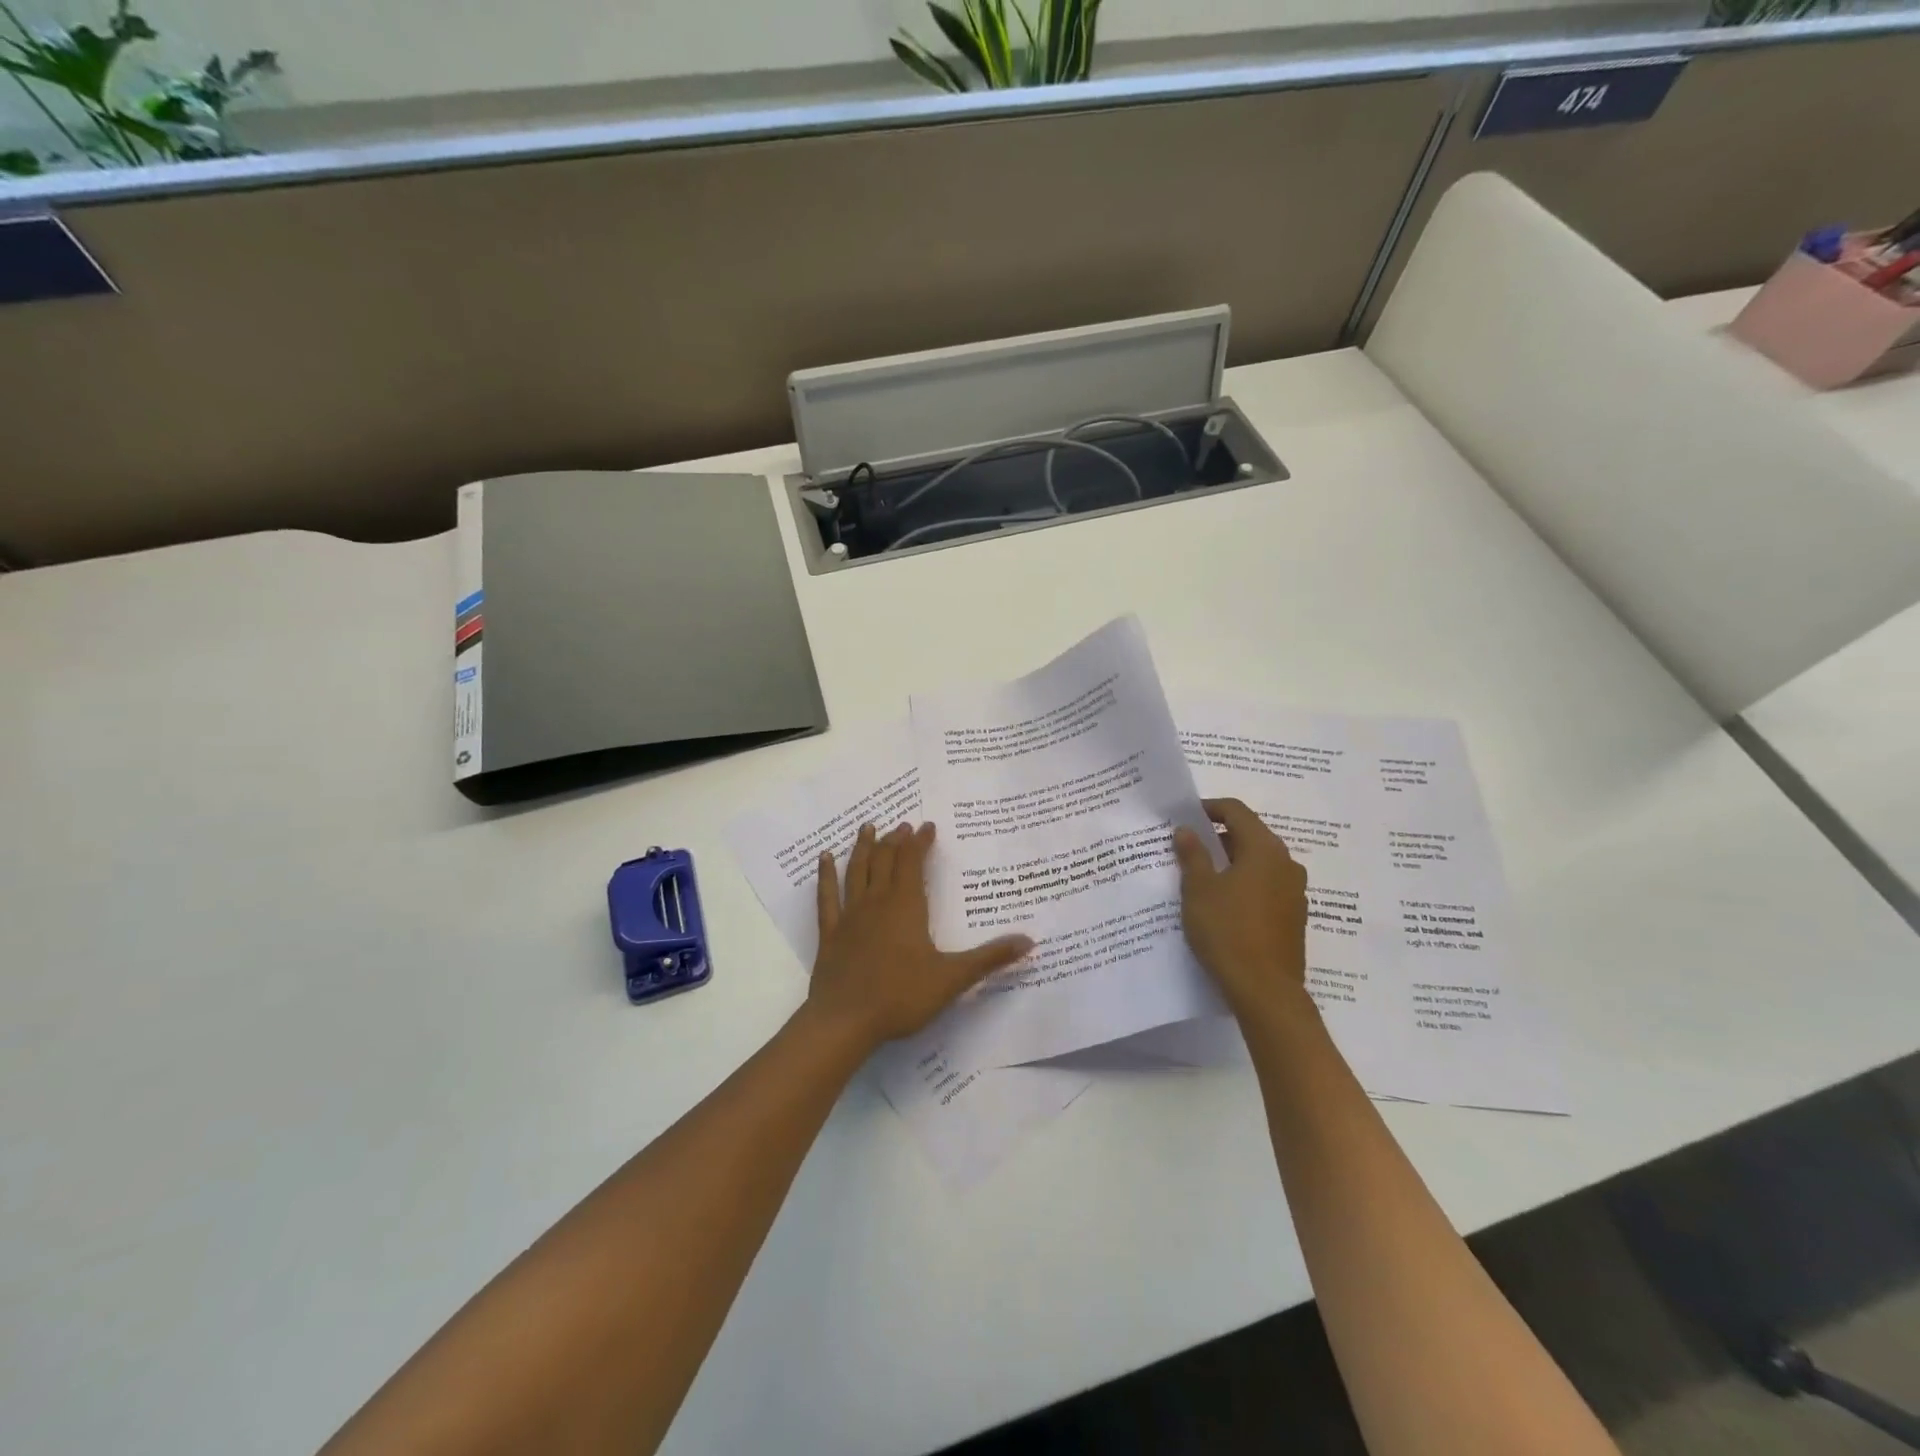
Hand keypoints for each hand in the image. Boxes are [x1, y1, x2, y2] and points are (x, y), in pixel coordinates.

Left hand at [809, 821, 1033, 1047]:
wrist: (846, 1022)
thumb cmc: (901, 996)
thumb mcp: (952, 978)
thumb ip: (990, 958)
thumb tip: (1029, 941)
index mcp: (906, 906)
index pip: (913, 862)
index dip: (920, 842)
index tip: (927, 826)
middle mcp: (877, 902)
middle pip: (885, 861)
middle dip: (895, 841)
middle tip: (902, 825)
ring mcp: (850, 916)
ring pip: (856, 871)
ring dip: (863, 847)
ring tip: (868, 827)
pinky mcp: (831, 934)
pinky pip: (826, 897)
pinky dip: (825, 875)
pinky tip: (823, 858)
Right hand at [1173, 798, 1311, 1021]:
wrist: (1265, 991)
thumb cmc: (1227, 930)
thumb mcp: (1199, 889)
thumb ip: (1193, 854)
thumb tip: (1187, 830)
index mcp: (1265, 849)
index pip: (1236, 811)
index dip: (1210, 808)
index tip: (1186, 816)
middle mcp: (1286, 864)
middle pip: (1251, 835)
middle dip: (1219, 837)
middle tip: (1188, 847)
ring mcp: (1294, 892)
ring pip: (1259, 863)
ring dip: (1232, 862)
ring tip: (1201, 876)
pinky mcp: (1294, 917)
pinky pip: (1266, 887)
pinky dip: (1244, 884)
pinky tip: (1223, 904)